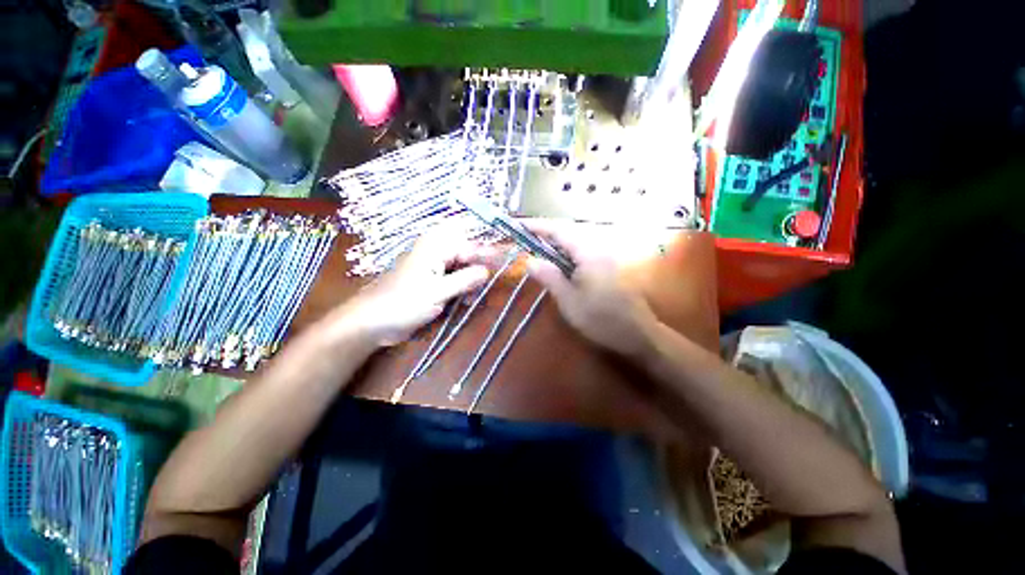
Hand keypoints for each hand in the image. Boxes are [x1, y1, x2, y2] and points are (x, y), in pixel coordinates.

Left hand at [337, 230, 495, 346]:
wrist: (372, 322)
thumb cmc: (403, 303)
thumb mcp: (438, 292)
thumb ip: (465, 280)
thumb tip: (487, 271)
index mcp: (435, 248)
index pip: (469, 243)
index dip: (487, 251)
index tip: (507, 259)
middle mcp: (435, 254)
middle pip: (466, 253)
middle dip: (480, 266)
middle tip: (492, 280)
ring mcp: (433, 269)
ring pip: (462, 267)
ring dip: (471, 280)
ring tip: (475, 296)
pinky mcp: (431, 283)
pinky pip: (454, 280)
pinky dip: (462, 288)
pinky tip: (465, 301)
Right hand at [522, 220, 657, 357]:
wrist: (638, 334)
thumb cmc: (601, 318)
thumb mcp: (568, 300)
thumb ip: (549, 277)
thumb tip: (530, 260)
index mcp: (588, 252)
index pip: (559, 230)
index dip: (538, 226)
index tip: (519, 225)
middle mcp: (599, 248)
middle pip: (568, 234)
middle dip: (546, 235)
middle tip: (526, 241)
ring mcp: (606, 257)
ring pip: (575, 244)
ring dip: (556, 246)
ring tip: (538, 252)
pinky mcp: (609, 267)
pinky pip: (583, 254)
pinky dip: (567, 256)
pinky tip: (560, 267)